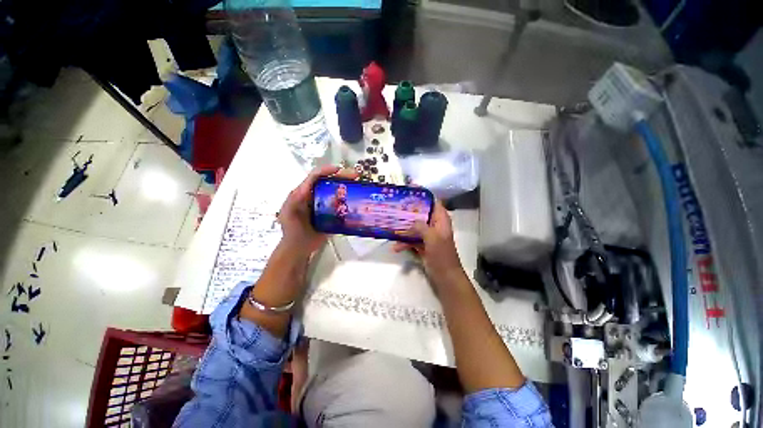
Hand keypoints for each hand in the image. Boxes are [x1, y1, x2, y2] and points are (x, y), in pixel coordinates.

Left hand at [278, 164, 357, 256]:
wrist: (299, 248)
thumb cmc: (292, 230)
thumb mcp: (289, 213)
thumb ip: (294, 201)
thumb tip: (305, 188)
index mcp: (304, 193)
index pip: (315, 177)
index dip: (326, 170)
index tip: (339, 170)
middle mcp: (316, 196)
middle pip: (329, 182)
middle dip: (342, 176)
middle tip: (356, 176)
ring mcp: (325, 205)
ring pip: (337, 192)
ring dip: (348, 187)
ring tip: (359, 185)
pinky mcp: (332, 214)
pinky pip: (342, 205)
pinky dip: (350, 201)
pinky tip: (358, 200)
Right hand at [392, 200, 466, 288]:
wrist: (445, 277)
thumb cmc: (442, 256)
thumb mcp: (432, 238)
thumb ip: (421, 227)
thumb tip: (411, 221)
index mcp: (441, 220)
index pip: (433, 202)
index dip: (423, 196)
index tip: (409, 191)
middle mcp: (434, 225)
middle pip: (421, 214)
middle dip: (408, 212)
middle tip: (395, 208)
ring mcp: (428, 236)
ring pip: (414, 227)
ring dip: (404, 230)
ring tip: (391, 230)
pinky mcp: (422, 245)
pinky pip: (411, 240)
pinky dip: (404, 243)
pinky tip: (395, 247)